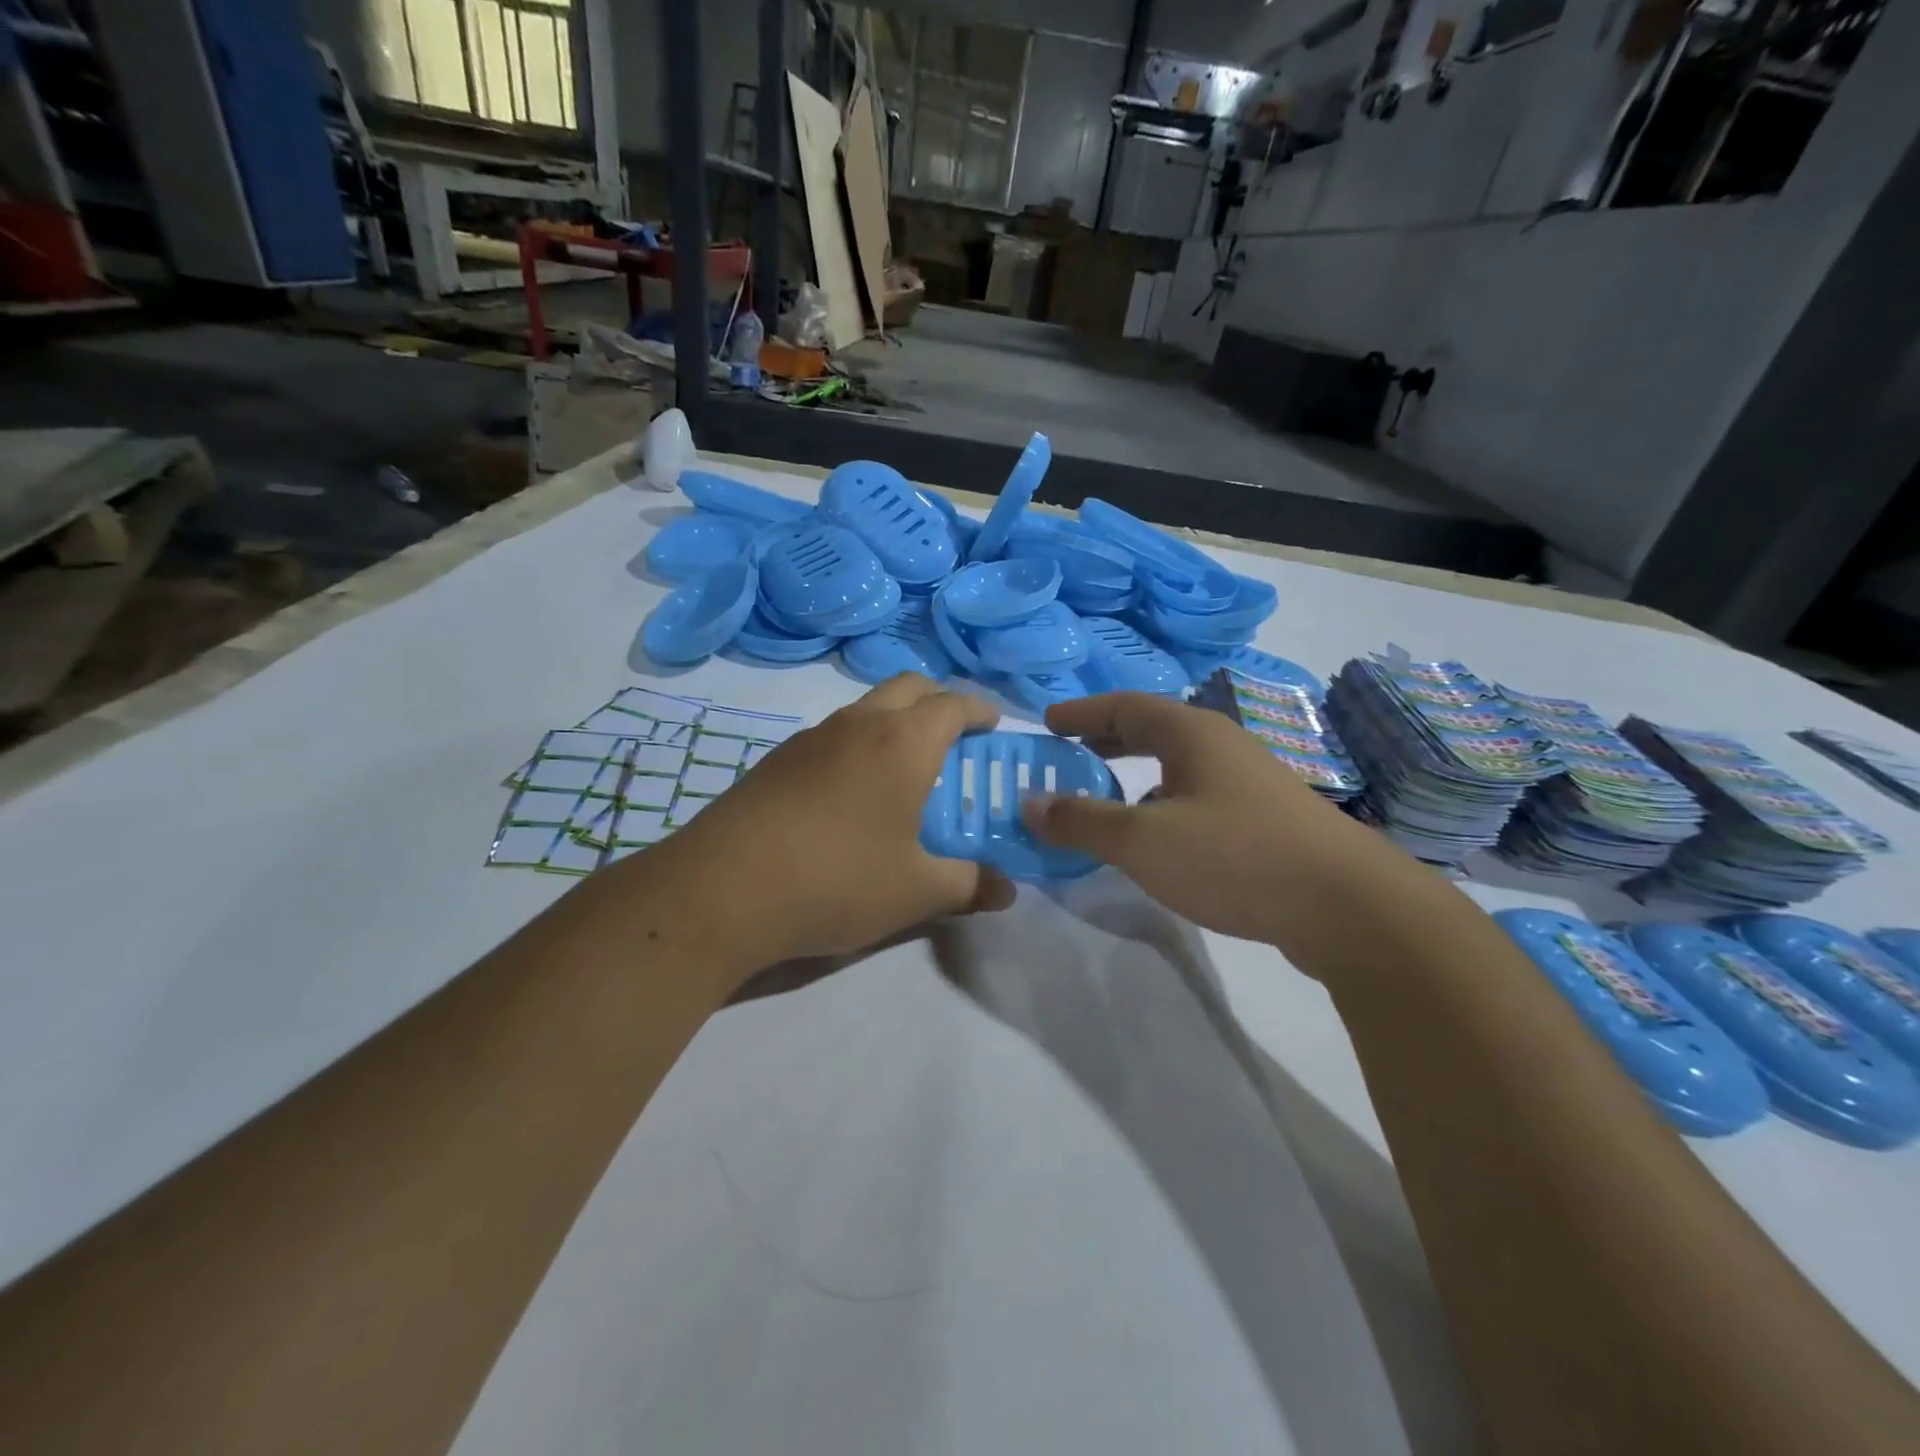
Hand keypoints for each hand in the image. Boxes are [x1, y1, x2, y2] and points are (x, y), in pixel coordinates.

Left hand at [660, 674, 1015, 971]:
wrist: (721, 890)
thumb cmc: (837, 881)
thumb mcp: (915, 892)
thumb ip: (968, 885)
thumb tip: (1007, 891)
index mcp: (902, 743)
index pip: (952, 704)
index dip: (979, 710)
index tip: (993, 725)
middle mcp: (858, 724)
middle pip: (908, 686)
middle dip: (938, 700)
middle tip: (955, 737)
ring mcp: (811, 737)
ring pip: (866, 707)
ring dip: (895, 720)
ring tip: (906, 768)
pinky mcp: (777, 759)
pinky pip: (833, 734)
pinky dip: (858, 744)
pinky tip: (852, 793)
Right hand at [1020, 692, 1421, 965]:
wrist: (1350, 907)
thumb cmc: (1235, 856)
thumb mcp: (1143, 840)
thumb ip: (1081, 820)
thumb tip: (1029, 802)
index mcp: (1191, 733)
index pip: (1124, 706)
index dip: (1081, 712)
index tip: (1047, 722)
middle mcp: (1222, 746)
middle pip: (1153, 730)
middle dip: (1107, 739)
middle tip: (1069, 753)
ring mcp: (1251, 783)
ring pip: (1179, 766)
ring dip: (1136, 775)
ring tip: (1106, 798)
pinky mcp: (1267, 821)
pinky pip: (1199, 797)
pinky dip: (1164, 804)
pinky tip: (1159, 839)